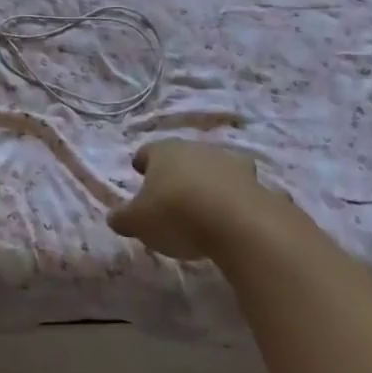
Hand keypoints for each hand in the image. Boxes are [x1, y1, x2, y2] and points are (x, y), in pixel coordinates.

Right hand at [107, 139, 277, 260]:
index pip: (148, 151)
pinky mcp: (257, 183)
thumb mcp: (139, 222)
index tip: (139, 170)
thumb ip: (123, 218)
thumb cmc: (176, 214)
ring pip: (214, 167)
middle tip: (171, 190)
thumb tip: (114, 217)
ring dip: (210, 180)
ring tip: (205, 202)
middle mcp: (196, 149)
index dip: (142, 161)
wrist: (238, 223)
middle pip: (183, 156)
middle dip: (177, 170)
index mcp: (164, 152)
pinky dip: (238, 198)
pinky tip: (235, 216)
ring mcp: (229, 163)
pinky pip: (242, 189)